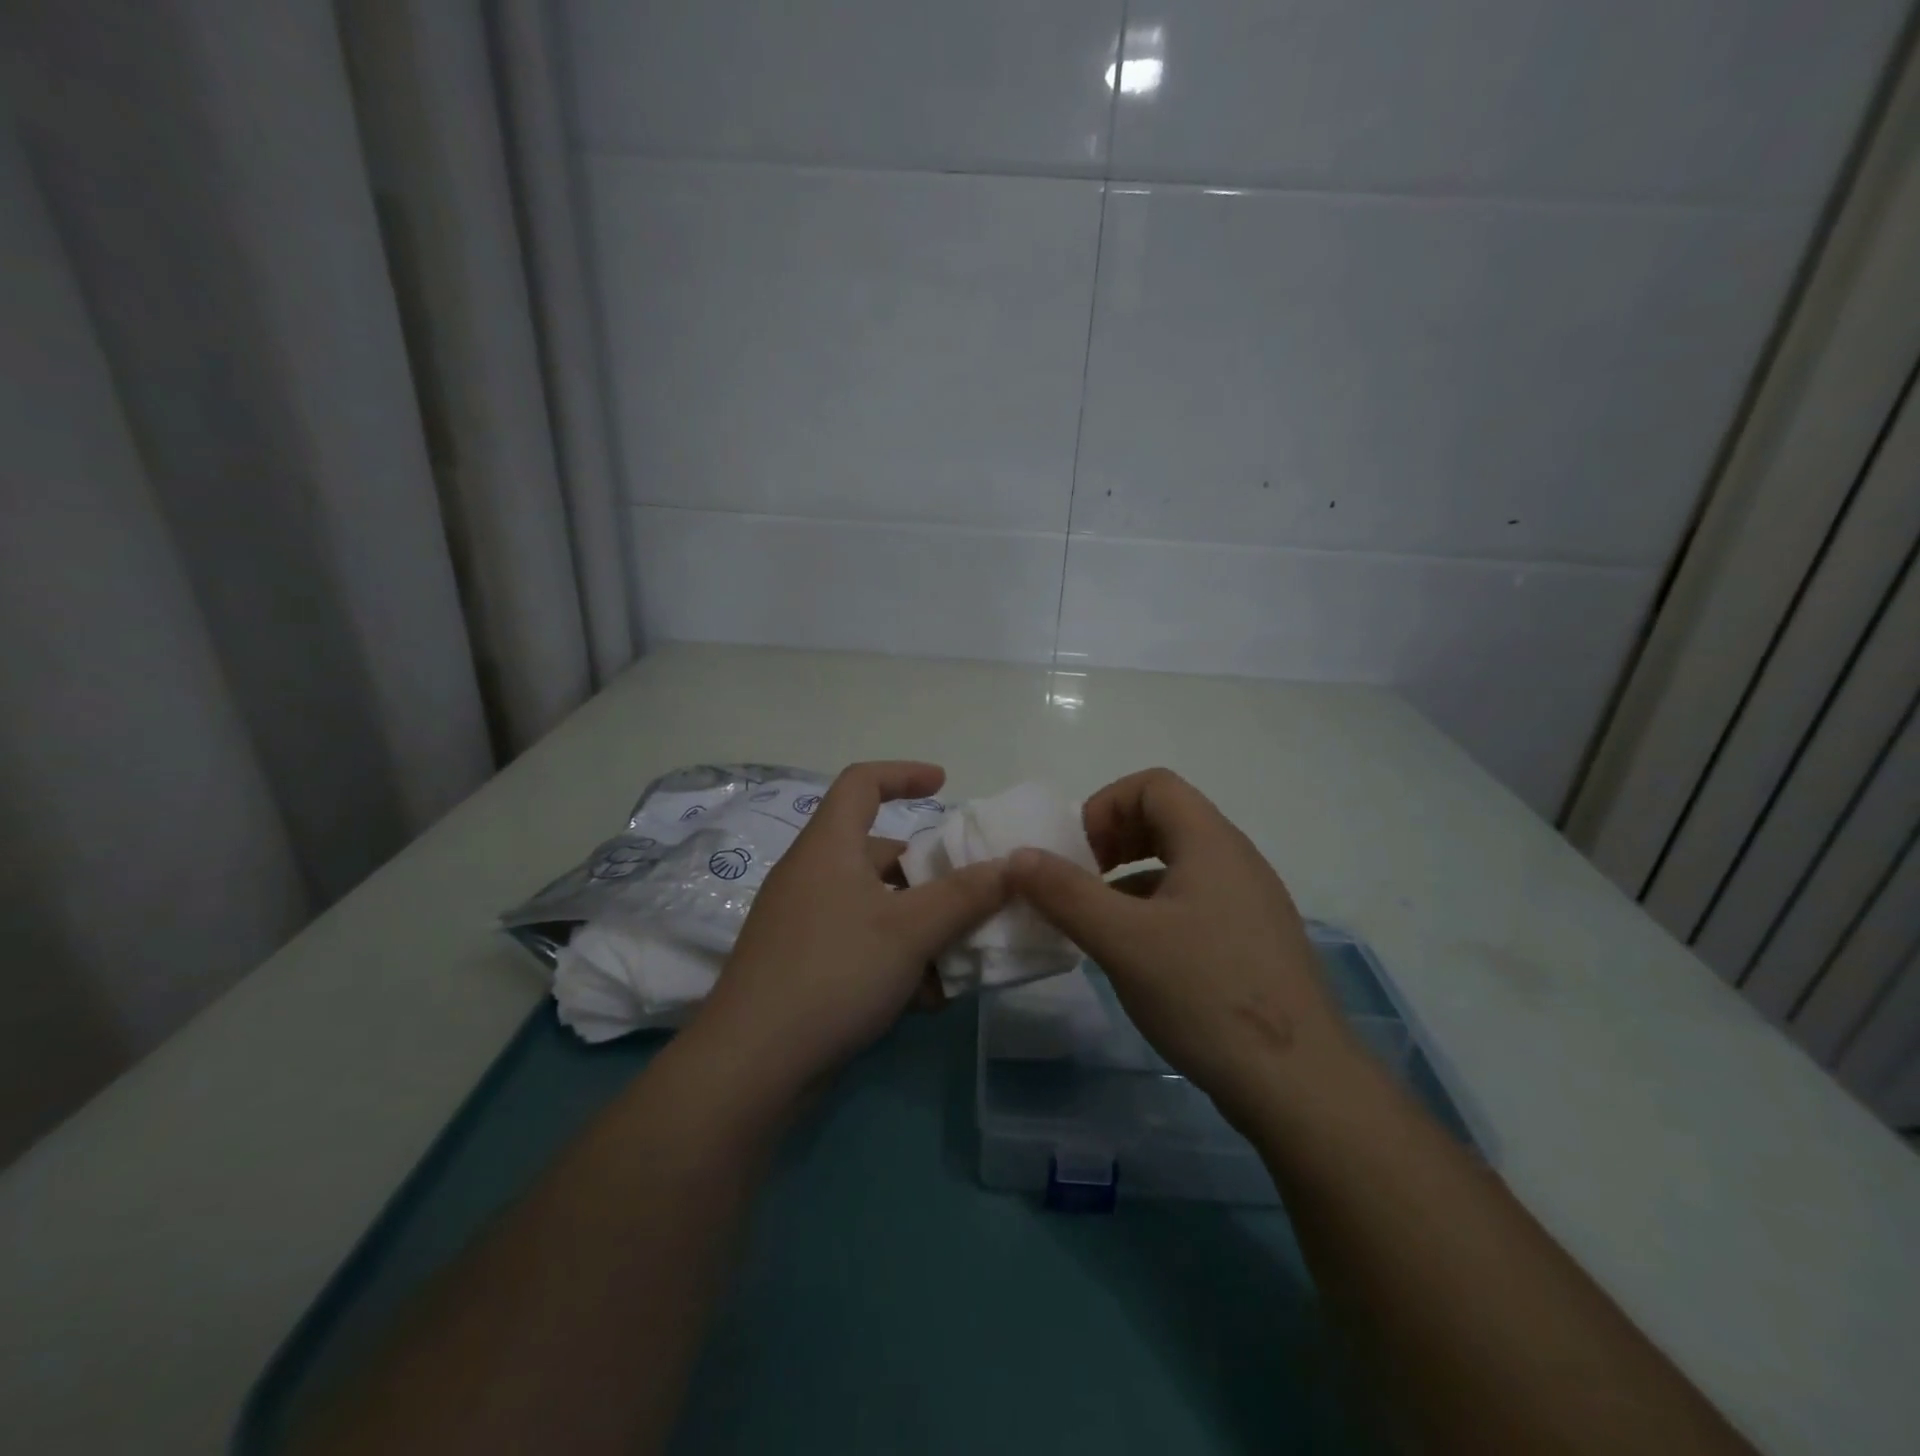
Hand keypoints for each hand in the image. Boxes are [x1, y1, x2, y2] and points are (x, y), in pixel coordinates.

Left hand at [690, 761, 1007, 1098]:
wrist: (751, 1065)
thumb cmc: (834, 972)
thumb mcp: (910, 930)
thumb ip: (966, 895)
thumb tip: (1013, 866)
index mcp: (829, 846)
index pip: (862, 782)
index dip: (903, 774)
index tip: (943, 784)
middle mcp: (813, 875)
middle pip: (878, 853)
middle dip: (929, 874)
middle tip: (972, 896)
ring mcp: (804, 923)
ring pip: (876, 906)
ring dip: (920, 926)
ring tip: (960, 958)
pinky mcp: (803, 965)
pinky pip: (861, 944)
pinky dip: (896, 958)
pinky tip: (926, 998)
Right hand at [1006, 768, 1353, 1127]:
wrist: (1301, 1085)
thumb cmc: (1206, 995)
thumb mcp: (1122, 941)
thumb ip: (1065, 893)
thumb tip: (1019, 856)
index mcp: (1210, 842)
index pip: (1152, 785)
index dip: (1105, 807)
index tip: (1077, 855)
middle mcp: (1236, 859)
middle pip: (1166, 818)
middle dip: (1113, 840)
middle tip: (1081, 882)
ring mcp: (1250, 902)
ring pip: (1179, 863)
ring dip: (1130, 878)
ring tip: (1100, 921)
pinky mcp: (1253, 942)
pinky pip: (1195, 901)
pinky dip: (1155, 909)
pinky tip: (1138, 955)